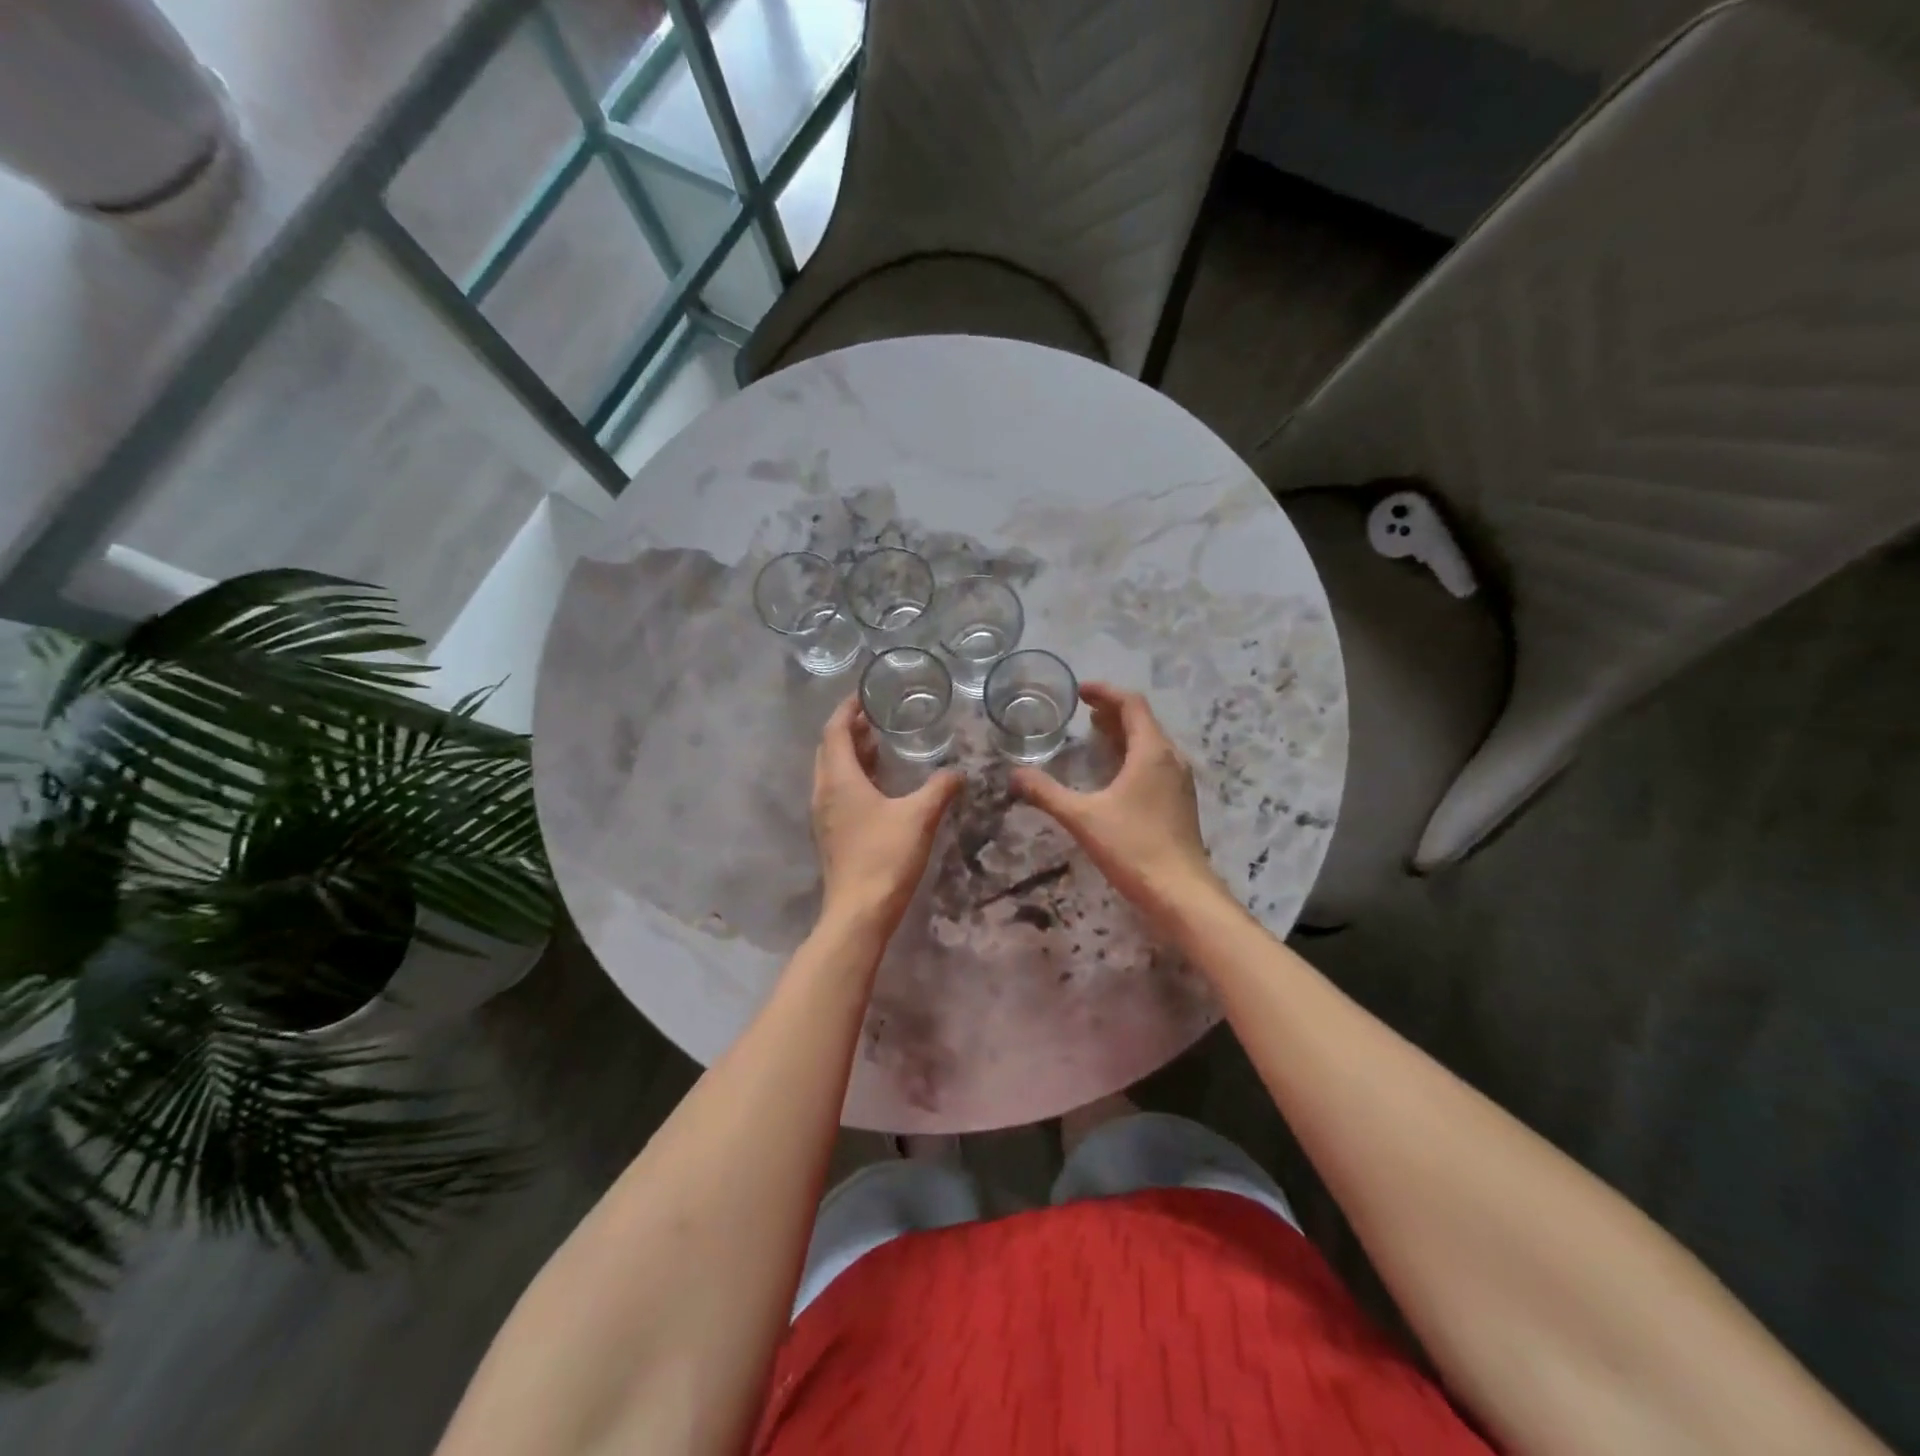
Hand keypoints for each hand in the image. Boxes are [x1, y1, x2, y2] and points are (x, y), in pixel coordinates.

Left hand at [812, 697, 961, 932]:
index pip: (835, 731)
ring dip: (850, 754)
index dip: (847, 709)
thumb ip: (940, 789)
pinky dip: (852, 776)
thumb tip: (958, 772)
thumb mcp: (920, 817)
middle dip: (848, 730)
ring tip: (877, 744)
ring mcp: (824, 815)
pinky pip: (836, 792)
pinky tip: (877, 785)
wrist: (859, 911)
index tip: (863, 694)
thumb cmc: (886, 857)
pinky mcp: (831, 834)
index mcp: (839, 780)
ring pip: (831, 772)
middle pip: (829, 749)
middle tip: (874, 717)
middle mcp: (824, 792)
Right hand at [1011, 684, 1224, 933]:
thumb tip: (1014, 775)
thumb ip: (1046, 793)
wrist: (1180, 892)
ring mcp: (1178, 780)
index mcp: (1151, 751)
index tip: (1079, 691)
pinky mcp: (1179, 801)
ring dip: (1122, 732)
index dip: (1105, 692)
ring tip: (1094, 733)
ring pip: (1150, 742)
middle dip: (1111, 711)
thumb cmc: (1133, 847)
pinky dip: (1131, 754)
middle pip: (1142, 721)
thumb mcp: (1082, 817)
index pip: (1131, 704)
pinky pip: (1154, 762)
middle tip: (1082, 711)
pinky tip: (1113, 772)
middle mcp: (1170, 758)